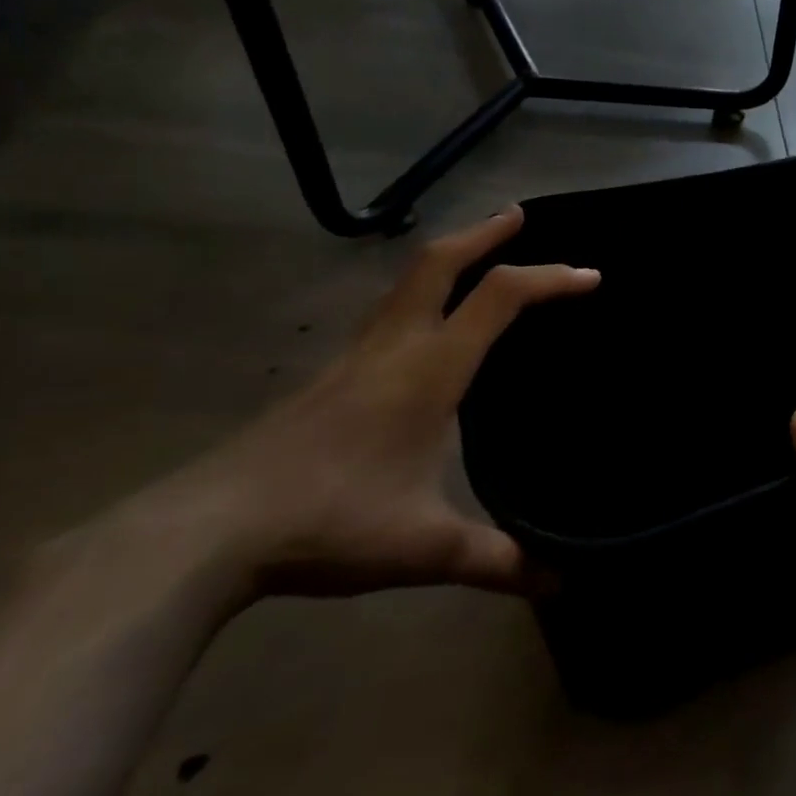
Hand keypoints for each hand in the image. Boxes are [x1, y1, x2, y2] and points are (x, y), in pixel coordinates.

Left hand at [116, 207, 597, 601]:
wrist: (206, 533)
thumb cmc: (328, 522)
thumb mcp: (425, 547)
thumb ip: (498, 560)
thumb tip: (561, 581)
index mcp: (429, 369)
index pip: (499, 298)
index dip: (549, 279)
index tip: (590, 276)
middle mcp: (394, 346)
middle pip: (439, 262)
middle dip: (485, 233)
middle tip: (520, 214)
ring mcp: (354, 357)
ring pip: (406, 282)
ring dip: (449, 256)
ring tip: (479, 252)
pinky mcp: (329, 377)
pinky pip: (387, 311)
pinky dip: (420, 292)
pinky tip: (423, 321)